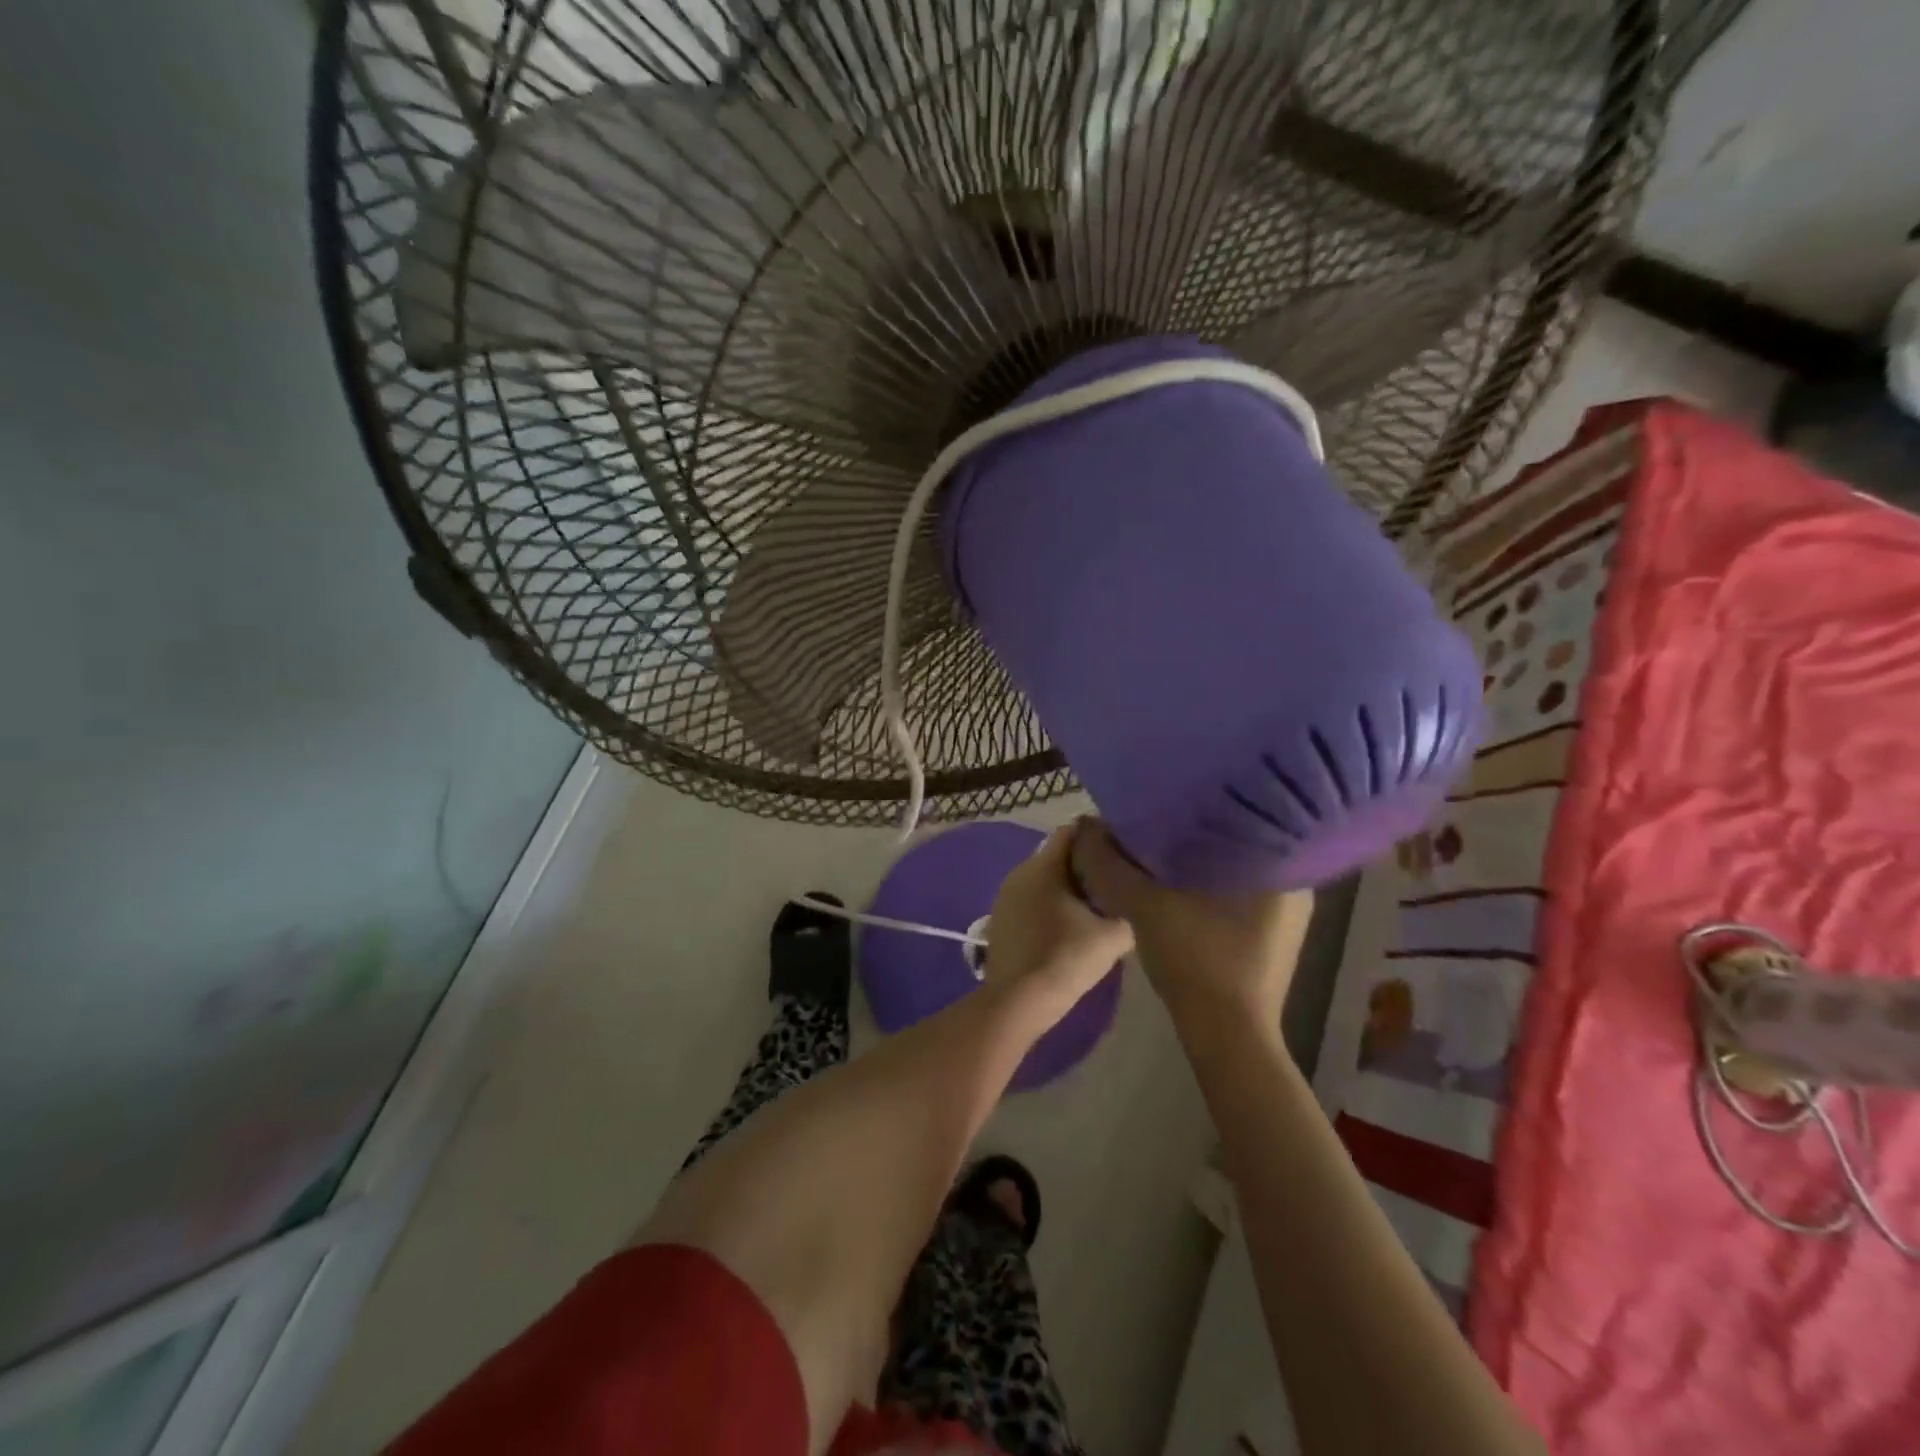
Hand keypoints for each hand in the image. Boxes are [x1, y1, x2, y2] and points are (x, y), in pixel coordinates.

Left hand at [981, 823, 1134, 1018]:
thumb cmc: (1066, 959)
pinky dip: (1050, 905)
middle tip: (1114, 879)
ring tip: (1095, 904)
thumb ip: (1127, 908)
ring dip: (1067, 887)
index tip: (1121, 848)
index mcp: (1043, 865)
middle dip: (1084, 864)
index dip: (1098, 836)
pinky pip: (1031, 900)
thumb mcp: (1113, 935)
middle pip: (1057, 856)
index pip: (1072, 831)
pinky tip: (1068, 926)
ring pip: (1043, 880)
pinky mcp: (1000, 919)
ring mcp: (1005, 896)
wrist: (1018, 1001)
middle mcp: (1019, 872)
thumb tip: (1131, 901)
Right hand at [1074, 821, 1312, 1036]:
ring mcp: (1287, 915)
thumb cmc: (1195, 960)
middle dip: (1197, 831)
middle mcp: (1294, 884)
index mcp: (1277, 866)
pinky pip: (1238, 893)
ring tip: (1163, 844)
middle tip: (1158, 818)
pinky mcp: (1272, 937)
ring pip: (1236, 868)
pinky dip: (1209, 885)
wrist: (1225, 1036)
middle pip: (1236, 841)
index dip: (1199, 804)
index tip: (1167, 797)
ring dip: (1201, 860)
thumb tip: (1086, 828)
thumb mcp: (1143, 904)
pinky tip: (1178, 884)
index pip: (1240, 814)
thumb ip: (1111, 864)